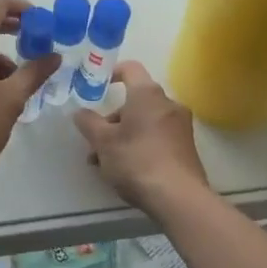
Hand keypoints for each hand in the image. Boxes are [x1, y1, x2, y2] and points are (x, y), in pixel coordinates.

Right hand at [73, 61, 209, 213]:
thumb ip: (88, 123)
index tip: (97, 85)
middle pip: (135, 101)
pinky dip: (140, 146)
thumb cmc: (137, 160)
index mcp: (148, 94)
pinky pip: (157, 138)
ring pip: (144, 123)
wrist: (179, 198)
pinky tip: (125, 171)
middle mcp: (168, 104)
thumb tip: (80, 112)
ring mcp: (181, 127)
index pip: (130, 68)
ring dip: (123, 136)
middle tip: (94, 141)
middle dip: (112, 119)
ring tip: (104, 164)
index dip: (111, 73)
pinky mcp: (186, 148)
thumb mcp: (103, 142)